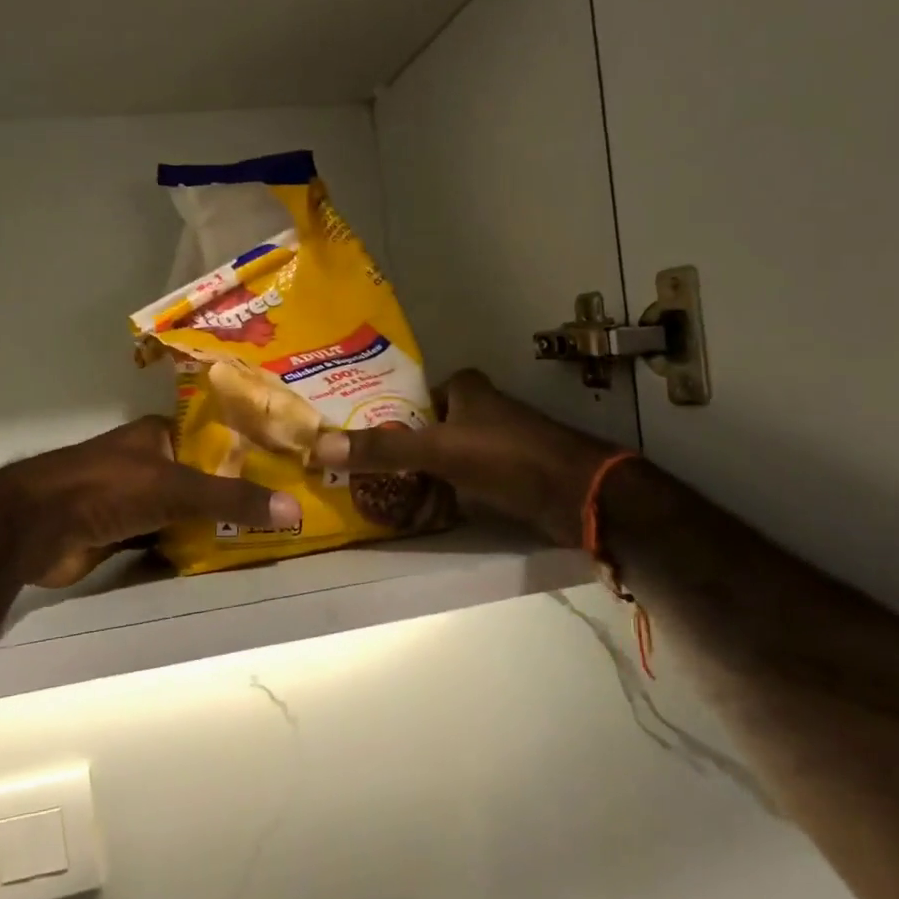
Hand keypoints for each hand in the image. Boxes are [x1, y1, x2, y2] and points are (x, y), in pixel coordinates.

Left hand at [0, 417, 300, 587]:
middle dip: (236, 493)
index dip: (249, 451)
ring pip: (185, 511)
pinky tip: (223, 558)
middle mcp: (149, 462)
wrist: (34, 528)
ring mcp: (134, 499)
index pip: (215, 437)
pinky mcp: (123, 533)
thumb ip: (232, 498)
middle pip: (203, 477)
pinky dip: (189, 547)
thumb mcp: (175, 488)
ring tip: (267, 535)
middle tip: (285, 508)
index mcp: (158, 435)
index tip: (288, 467)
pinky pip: (167, 538)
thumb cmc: (106, 489)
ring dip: (214, 523)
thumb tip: (294, 509)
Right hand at [310, 371, 616, 548]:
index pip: (412, 396)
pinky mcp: (504, 476)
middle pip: (424, 427)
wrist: (578, 495)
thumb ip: (383, 449)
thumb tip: (320, 446)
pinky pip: (458, 481)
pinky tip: (414, 508)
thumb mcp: (439, 449)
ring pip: (441, 456)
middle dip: (396, 446)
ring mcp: (493, 444)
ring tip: (373, 490)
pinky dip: (439, 492)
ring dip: (416, 472)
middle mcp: (479, 410)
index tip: (352, 434)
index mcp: (466, 389)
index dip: (383, 413)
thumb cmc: (507, 456)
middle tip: (355, 467)